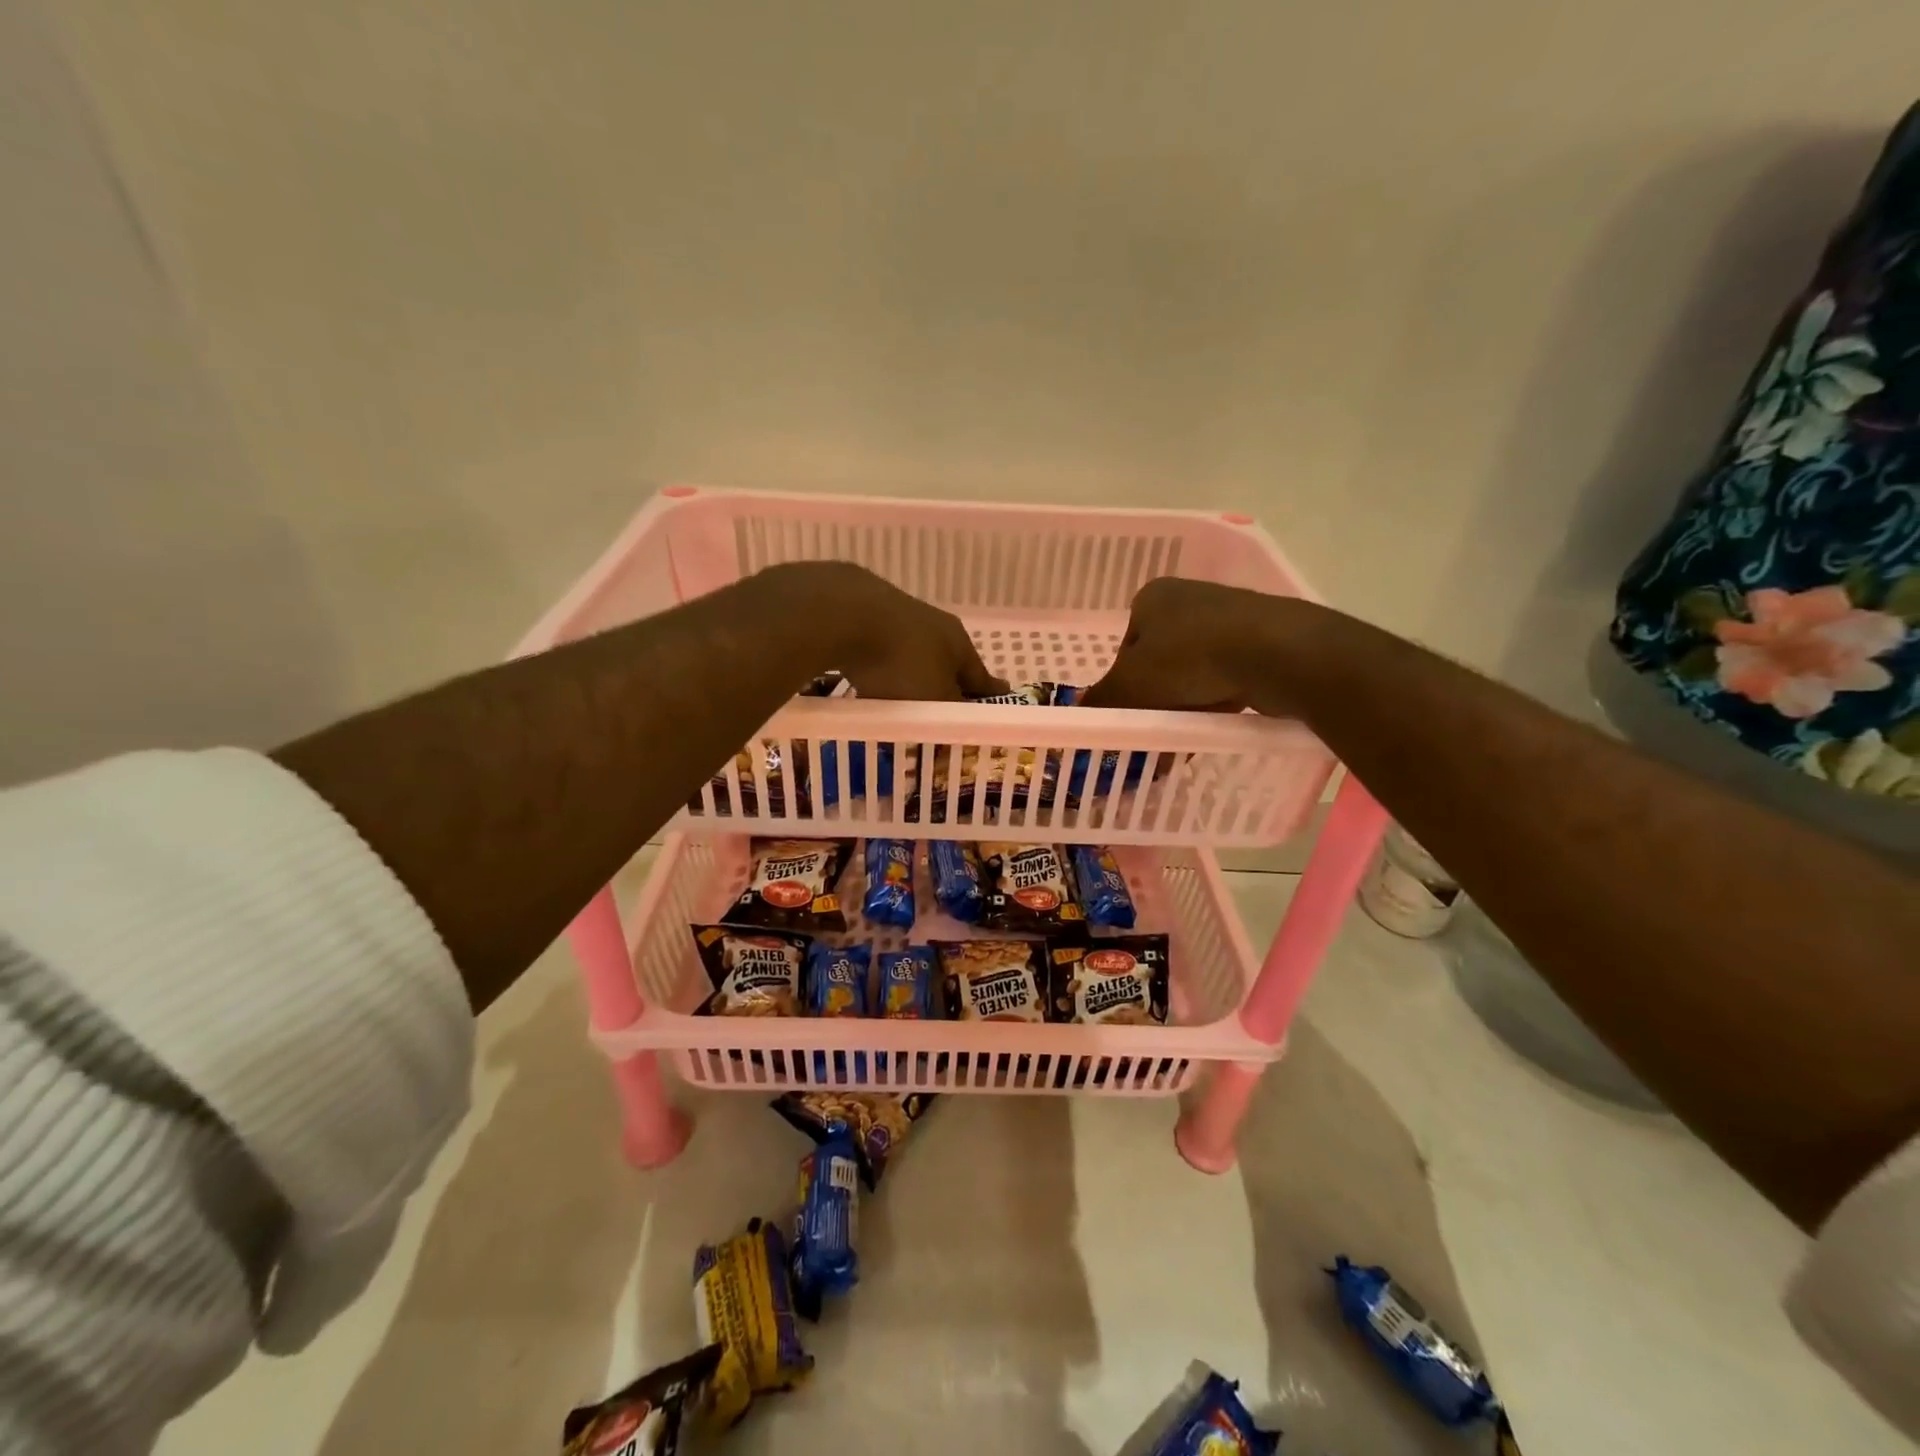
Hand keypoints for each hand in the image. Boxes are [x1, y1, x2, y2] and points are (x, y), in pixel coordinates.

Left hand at [749, 561, 1005, 700]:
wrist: (845, 614)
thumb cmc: (902, 662)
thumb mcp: (935, 698)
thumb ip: (951, 714)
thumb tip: (966, 725)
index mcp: (959, 642)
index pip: (980, 677)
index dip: (986, 696)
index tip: (996, 705)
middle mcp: (934, 625)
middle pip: (946, 664)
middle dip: (946, 687)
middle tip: (945, 710)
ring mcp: (898, 616)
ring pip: (912, 656)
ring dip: (912, 678)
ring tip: (903, 702)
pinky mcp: (864, 616)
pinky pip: (880, 653)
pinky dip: (881, 669)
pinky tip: (869, 683)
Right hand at [1081, 576, 1316, 714]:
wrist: (1277, 653)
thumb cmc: (1189, 659)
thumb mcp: (1130, 685)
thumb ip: (1102, 701)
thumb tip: (1078, 713)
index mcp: (1153, 597)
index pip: (1125, 647)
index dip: (1124, 685)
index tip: (1131, 713)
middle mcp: (1189, 598)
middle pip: (1159, 661)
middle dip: (1156, 701)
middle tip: (1154, 734)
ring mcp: (1229, 616)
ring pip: (1193, 672)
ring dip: (1185, 706)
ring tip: (1183, 739)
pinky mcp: (1261, 638)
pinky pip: (1226, 676)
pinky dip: (1216, 701)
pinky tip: (1215, 725)